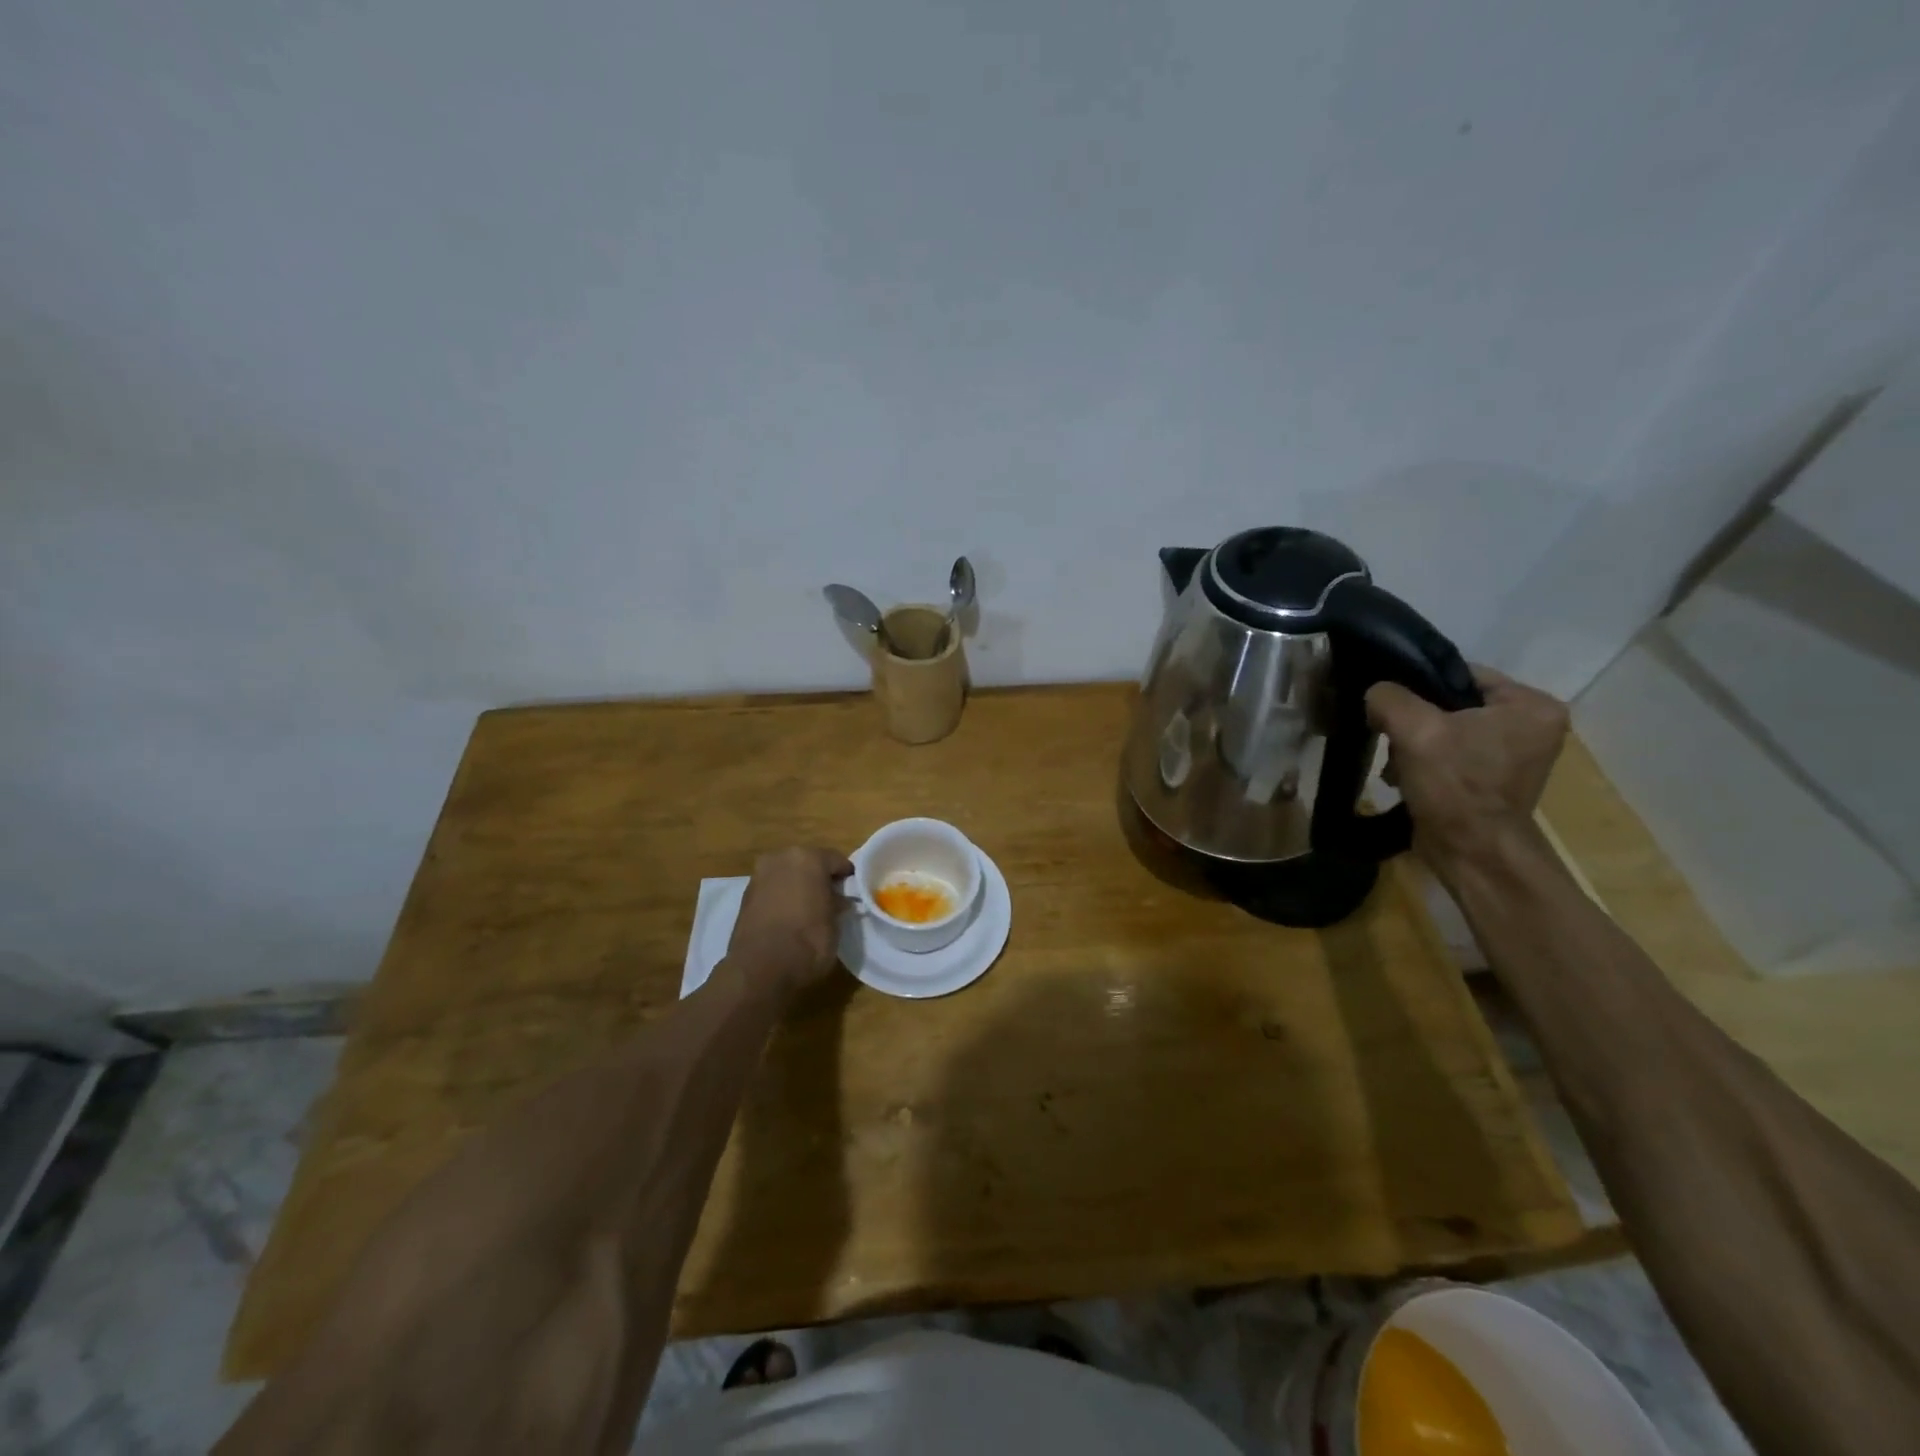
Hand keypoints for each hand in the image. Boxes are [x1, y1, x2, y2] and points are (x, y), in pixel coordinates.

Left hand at [727, 846, 854, 994]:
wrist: (760, 970)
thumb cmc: (807, 942)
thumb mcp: (834, 924)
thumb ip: (836, 905)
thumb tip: (837, 900)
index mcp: (808, 859)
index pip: (836, 860)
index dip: (846, 875)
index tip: (853, 889)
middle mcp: (781, 859)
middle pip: (807, 862)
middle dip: (819, 877)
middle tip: (831, 897)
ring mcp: (759, 876)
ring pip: (787, 874)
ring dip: (798, 886)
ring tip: (809, 908)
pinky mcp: (745, 896)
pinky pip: (772, 889)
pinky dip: (781, 897)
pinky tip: (789, 916)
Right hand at [1366, 665, 1568, 874]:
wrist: (1471, 852)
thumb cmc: (1456, 786)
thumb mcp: (1415, 730)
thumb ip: (1389, 698)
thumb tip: (1376, 693)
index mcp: (1532, 705)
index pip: (1462, 674)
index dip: (1419, 684)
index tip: (1388, 703)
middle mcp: (1533, 725)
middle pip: (1453, 703)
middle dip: (1415, 720)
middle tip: (1392, 737)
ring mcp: (1515, 754)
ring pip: (1447, 729)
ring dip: (1415, 744)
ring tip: (1397, 763)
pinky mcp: (1493, 778)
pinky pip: (1451, 753)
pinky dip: (1425, 761)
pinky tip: (1405, 776)